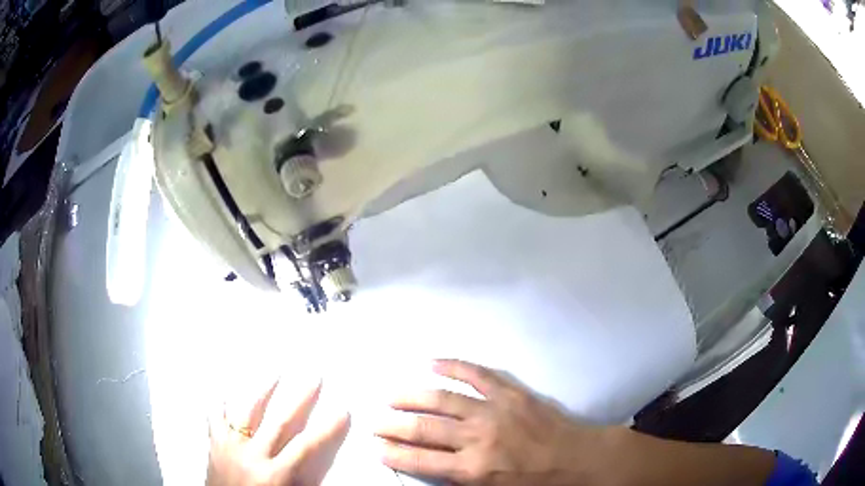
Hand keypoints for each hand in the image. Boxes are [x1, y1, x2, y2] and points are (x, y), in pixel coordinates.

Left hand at [207, 378, 349, 485]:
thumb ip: (302, 480)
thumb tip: (316, 461)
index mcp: (274, 474)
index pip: (306, 446)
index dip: (326, 429)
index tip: (341, 412)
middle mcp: (252, 456)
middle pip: (279, 422)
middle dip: (299, 400)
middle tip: (313, 380)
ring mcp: (230, 446)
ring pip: (246, 411)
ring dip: (262, 391)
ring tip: (274, 374)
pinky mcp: (214, 445)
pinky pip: (216, 418)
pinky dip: (221, 405)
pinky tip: (225, 393)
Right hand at [374, 360, 604, 484]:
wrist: (578, 458)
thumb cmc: (536, 482)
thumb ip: (460, 481)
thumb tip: (432, 467)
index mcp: (473, 469)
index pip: (420, 460)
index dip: (393, 453)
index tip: (375, 446)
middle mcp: (477, 438)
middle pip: (424, 428)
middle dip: (394, 425)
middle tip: (374, 420)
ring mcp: (494, 410)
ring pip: (443, 399)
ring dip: (412, 396)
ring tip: (391, 395)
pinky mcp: (511, 392)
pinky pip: (477, 374)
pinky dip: (453, 366)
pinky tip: (432, 362)